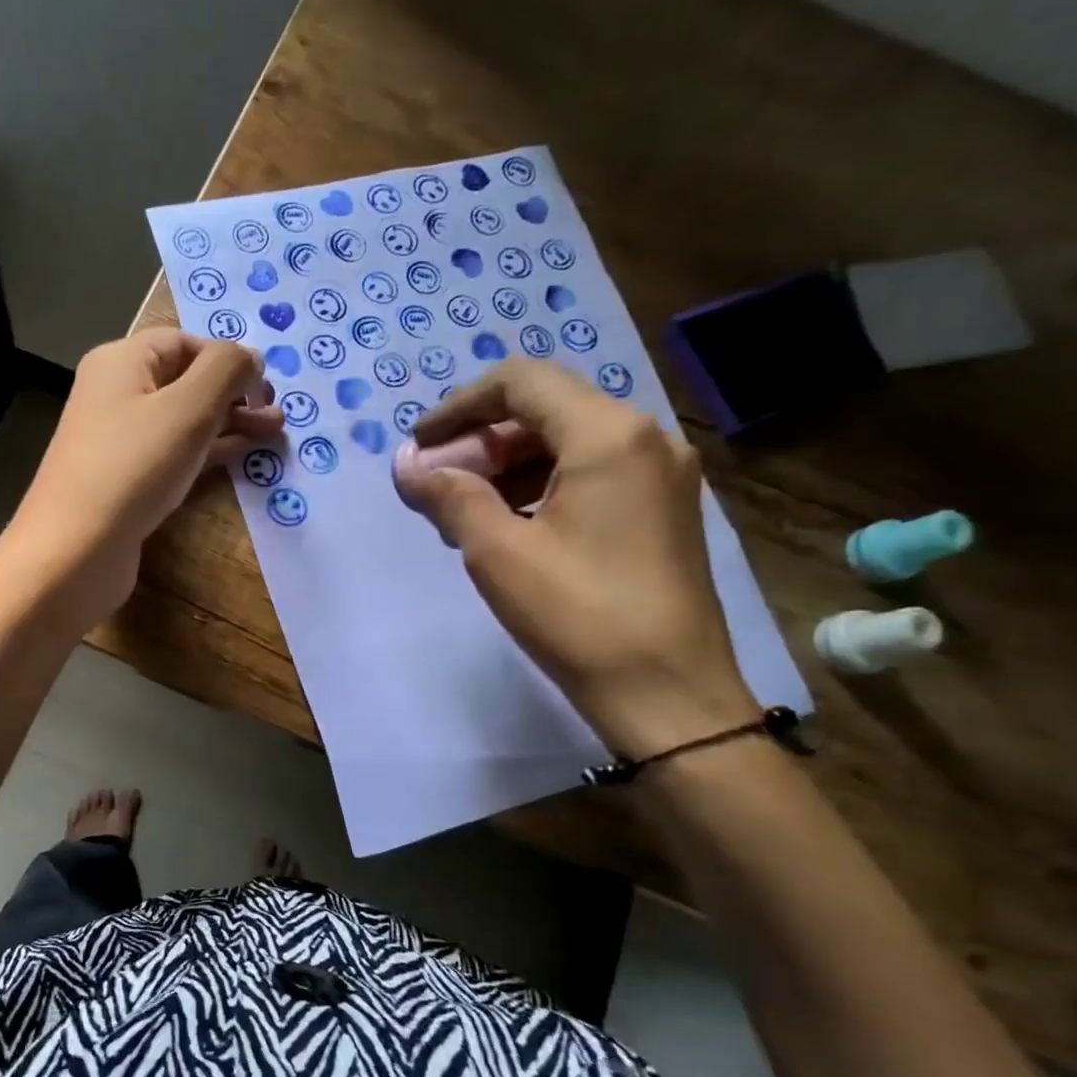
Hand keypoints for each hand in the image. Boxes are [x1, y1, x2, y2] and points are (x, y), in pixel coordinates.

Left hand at [8, 328, 281, 624]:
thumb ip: (226, 371)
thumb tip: (250, 356)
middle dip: (234, 394)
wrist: (75, 550)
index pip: (184, 342)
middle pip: (185, 380)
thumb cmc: (133, 467)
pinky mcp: (126, 481)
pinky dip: (207, 451)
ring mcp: (118, 441)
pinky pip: (173, 454)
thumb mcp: (188, 408)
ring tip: (272, 434)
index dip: (227, 358)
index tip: (265, 386)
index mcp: (121, 362)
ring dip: (228, 423)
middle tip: (276, 415)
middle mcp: (115, 394)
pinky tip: (239, 456)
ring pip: (182, 420)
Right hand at [392, 360, 757, 755]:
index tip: (420, 444)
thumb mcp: (498, 552)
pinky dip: (541, 484)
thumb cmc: (578, 615)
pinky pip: (590, 472)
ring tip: (464, 509)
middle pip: (545, 409)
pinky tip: (509, 525)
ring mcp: (660, 474)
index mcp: (608, 435)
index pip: (521, 383)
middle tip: (437, 482)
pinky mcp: (661, 509)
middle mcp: (644, 438)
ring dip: (508, 464)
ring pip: (567, 441)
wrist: (667, 694)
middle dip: (481, 439)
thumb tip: (408, 467)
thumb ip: (450, 496)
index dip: (459, 407)